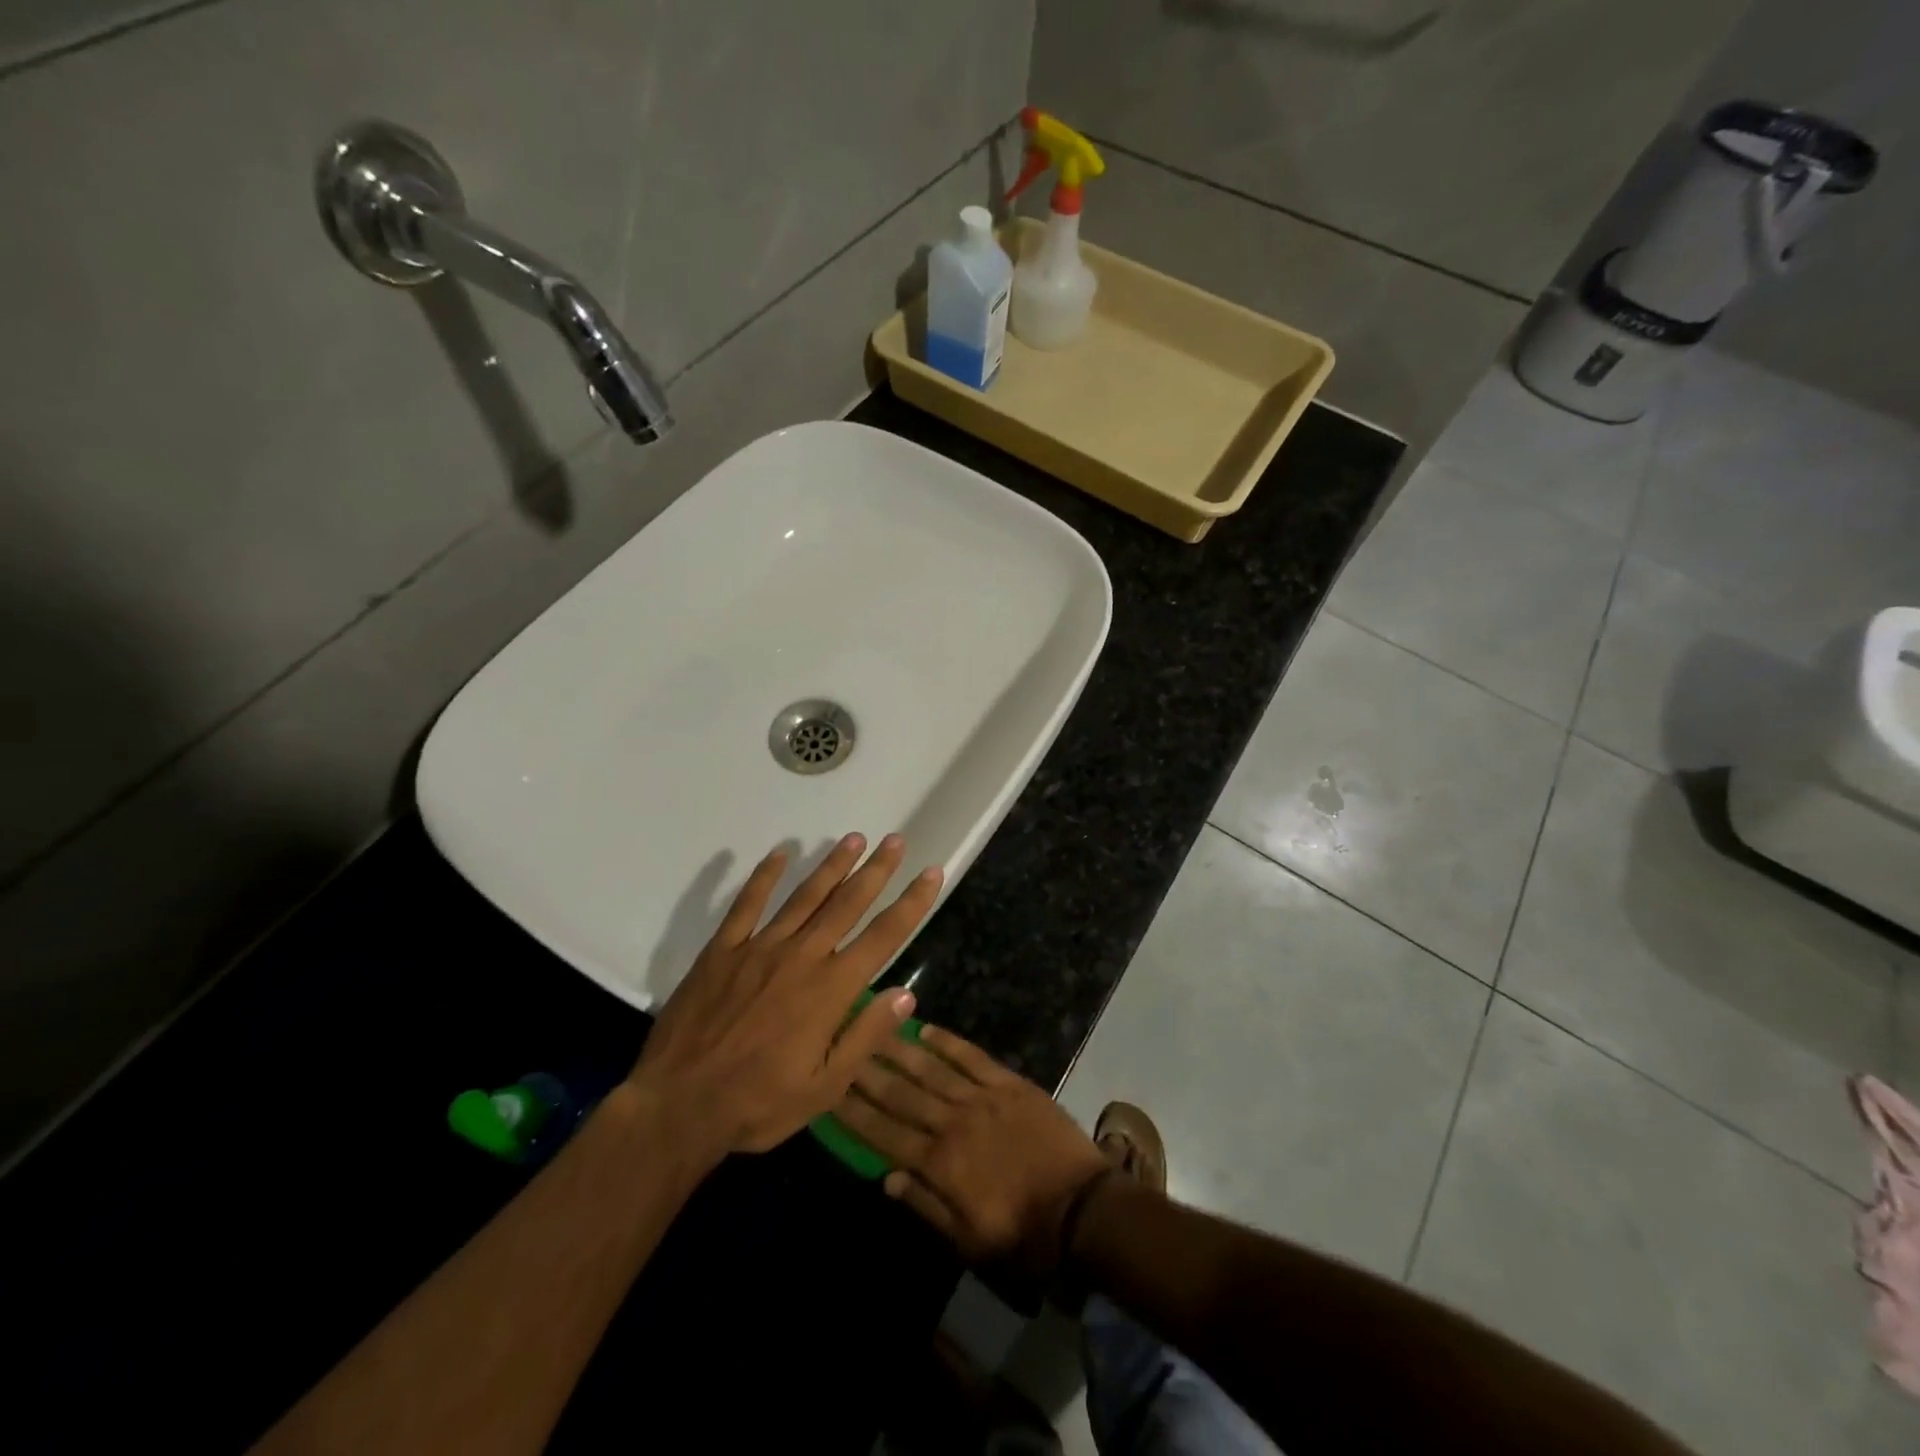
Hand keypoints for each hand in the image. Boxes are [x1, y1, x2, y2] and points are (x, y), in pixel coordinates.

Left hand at [632, 833, 941, 1159]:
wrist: (678, 1106)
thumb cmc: (758, 1103)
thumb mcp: (825, 1088)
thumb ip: (866, 1037)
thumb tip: (906, 995)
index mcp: (830, 990)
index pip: (883, 936)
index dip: (912, 903)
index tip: (931, 872)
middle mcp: (801, 957)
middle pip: (846, 904)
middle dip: (875, 870)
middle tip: (895, 840)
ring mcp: (759, 948)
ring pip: (804, 896)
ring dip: (832, 866)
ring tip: (853, 838)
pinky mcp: (722, 950)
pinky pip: (746, 904)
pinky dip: (763, 877)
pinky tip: (779, 854)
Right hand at [833, 1027, 1109, 1289]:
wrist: (1083, 1210)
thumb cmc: (1022, 1235)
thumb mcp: (967, 1241)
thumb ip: (924, 1206)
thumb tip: (885, 1178)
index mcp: (939, 1164)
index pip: (884, 1133)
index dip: (853, 1111)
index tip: (828, 1089)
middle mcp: (952, 1123)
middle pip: (900, 1093)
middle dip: (867, 1071)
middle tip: (841, 1046)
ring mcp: (982, 1098)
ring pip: (930, 1068)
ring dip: (898, 1049)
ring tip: (872, 1028)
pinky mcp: (1009, 1083)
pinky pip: (971, 1056)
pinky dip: (947, 1041)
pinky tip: (925, 1028)